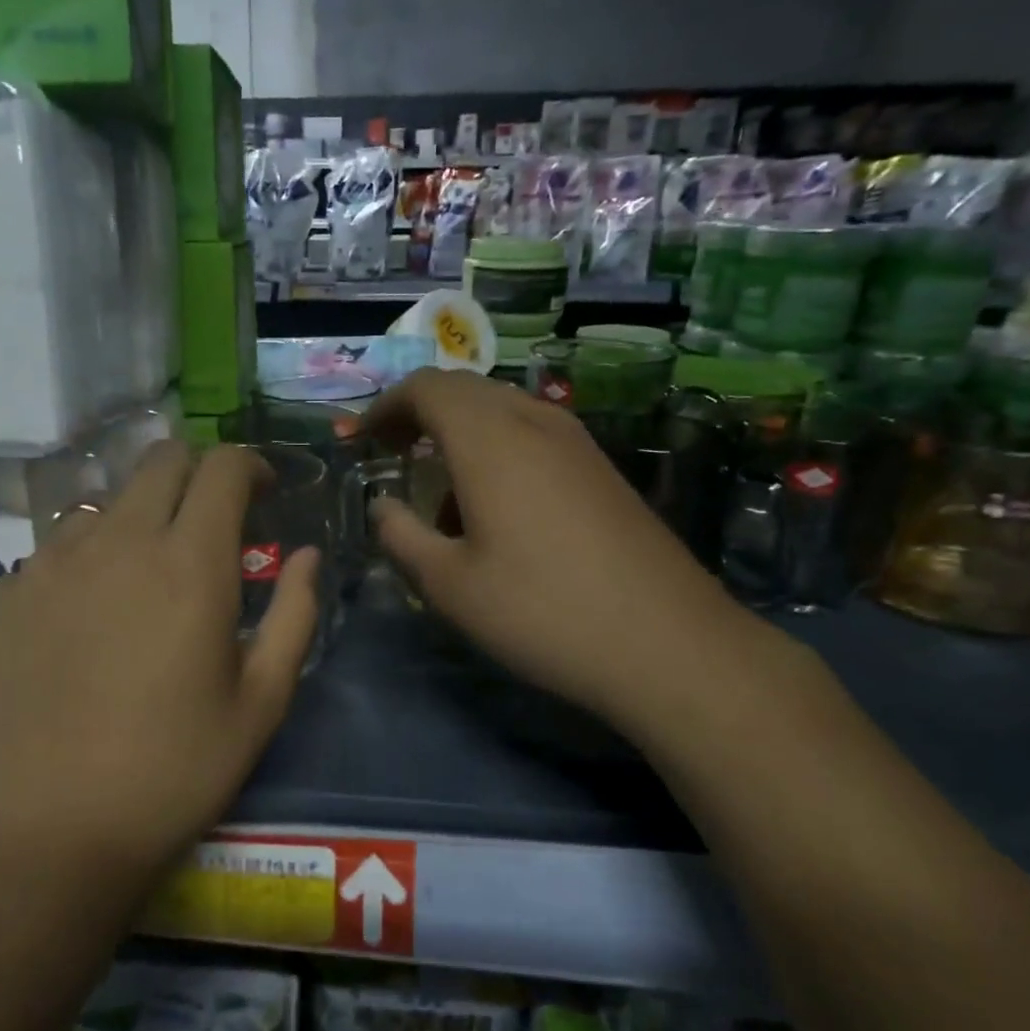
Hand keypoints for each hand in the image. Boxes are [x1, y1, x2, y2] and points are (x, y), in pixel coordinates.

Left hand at [0, 441, 319, 883]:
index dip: (249, 465)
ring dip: (134, 522)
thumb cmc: (172, 772)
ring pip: (100, 506)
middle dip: (195, 474)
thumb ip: (295, 615)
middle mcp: (115, 542)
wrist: (44, 835)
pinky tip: (77, 629)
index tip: (263, 492)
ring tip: (139, 582)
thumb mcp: (261, 702)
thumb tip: (308, 556)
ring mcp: (45, 565)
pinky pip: (47, 557)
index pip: (221, 467)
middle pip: (158, 461)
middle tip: (209, 522)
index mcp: (189, 562)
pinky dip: (78, 570)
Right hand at [355, 369, 759, 734]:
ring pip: (502, 412)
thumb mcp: (449, 585)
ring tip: (443, 497)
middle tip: (393, 456)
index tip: (362, 440)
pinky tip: (498, 511)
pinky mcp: (603, 469)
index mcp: (489, 438)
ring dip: (460, 436)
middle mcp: (535, 422)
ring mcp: (577, 442)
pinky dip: (498, 452)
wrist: (667, 643)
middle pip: (465, 391)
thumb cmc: (541, 611)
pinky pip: (535, 436)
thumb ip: (401, 536)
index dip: (385, 406)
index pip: (426, 387)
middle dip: (420, 415)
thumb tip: (382, 505)